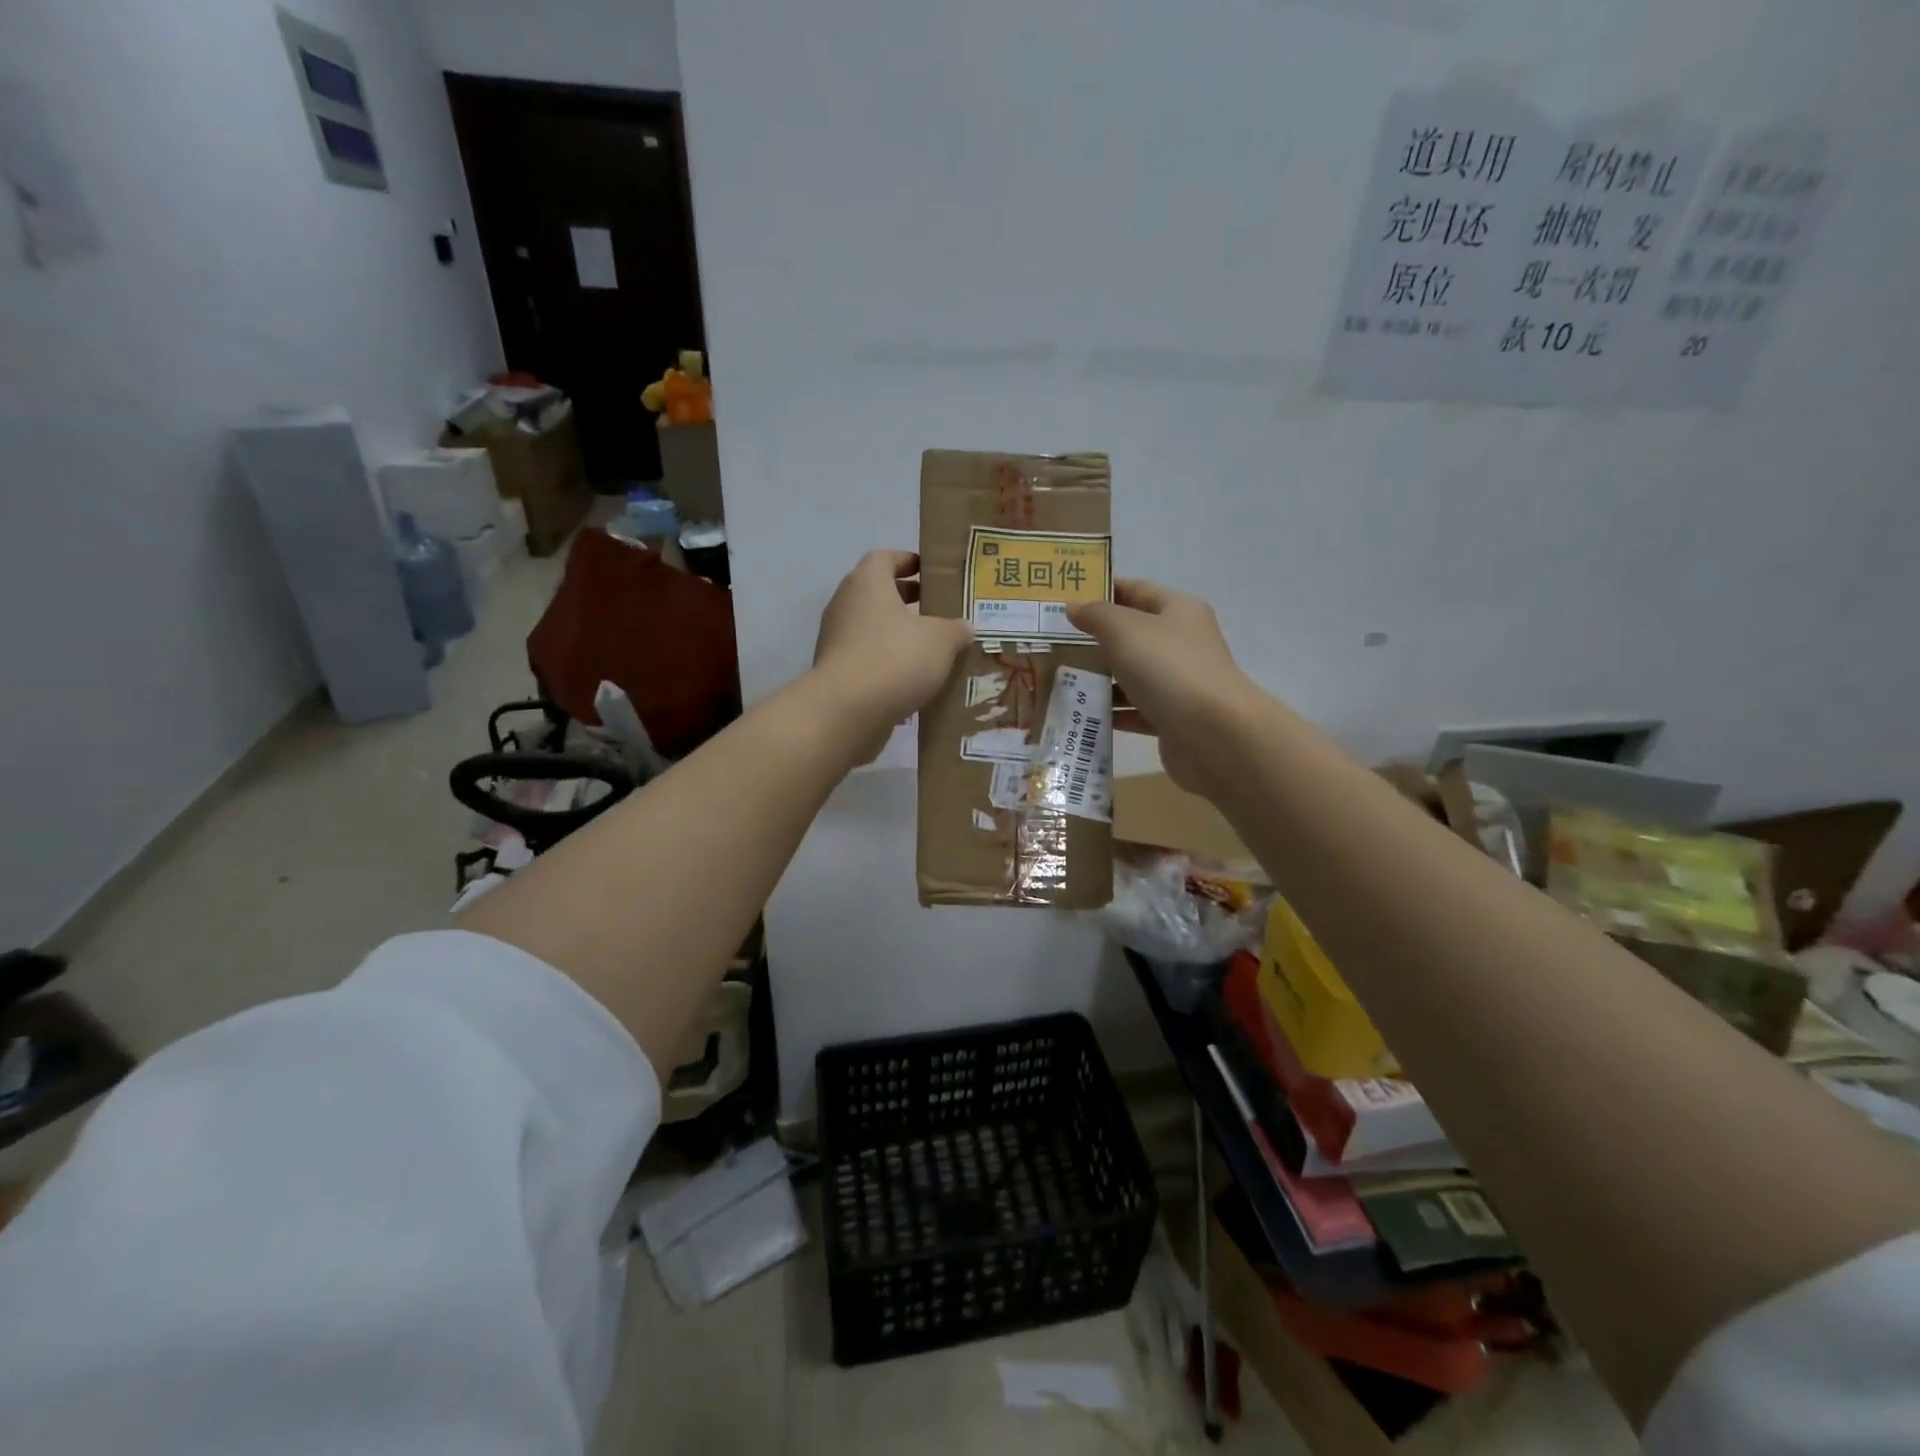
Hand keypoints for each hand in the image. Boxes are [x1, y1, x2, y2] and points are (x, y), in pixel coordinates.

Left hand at [813, 550, 970, 759]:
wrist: (846, 712)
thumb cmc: (895, 659)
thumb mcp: (941, 640)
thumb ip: (955, 629)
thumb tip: (963, 627)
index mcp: (867, 583)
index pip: (885, 557)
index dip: (908, 561)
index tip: (931, 573)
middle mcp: (845, 605)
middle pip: (878, 593)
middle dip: (908, 600)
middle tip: (939, 611)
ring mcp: (836, 640)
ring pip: (873, 628)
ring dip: (899, 634)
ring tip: (933, 649)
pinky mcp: (836, 672)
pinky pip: (867, 658)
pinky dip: (888, 662)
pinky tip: (914, 679)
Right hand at [1068, 580, 1259, 792]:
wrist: (1213, 734)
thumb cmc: (1168, 668)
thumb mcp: (1124, 630)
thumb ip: (1096, 615)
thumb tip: (1074, 606)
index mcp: (1178, 611)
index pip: (1136, 590)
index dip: (1102, 591)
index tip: (1065, 599)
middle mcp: (1182, 643)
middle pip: (1132, 635)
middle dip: (1095, 639)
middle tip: (1053, 643)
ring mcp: (1179, 683)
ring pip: (1132, 674)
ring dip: (1099, 678)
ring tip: (1059, 680)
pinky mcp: (1173, 718)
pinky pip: (1135, 710)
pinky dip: (1112, 711)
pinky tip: (1081, 714)